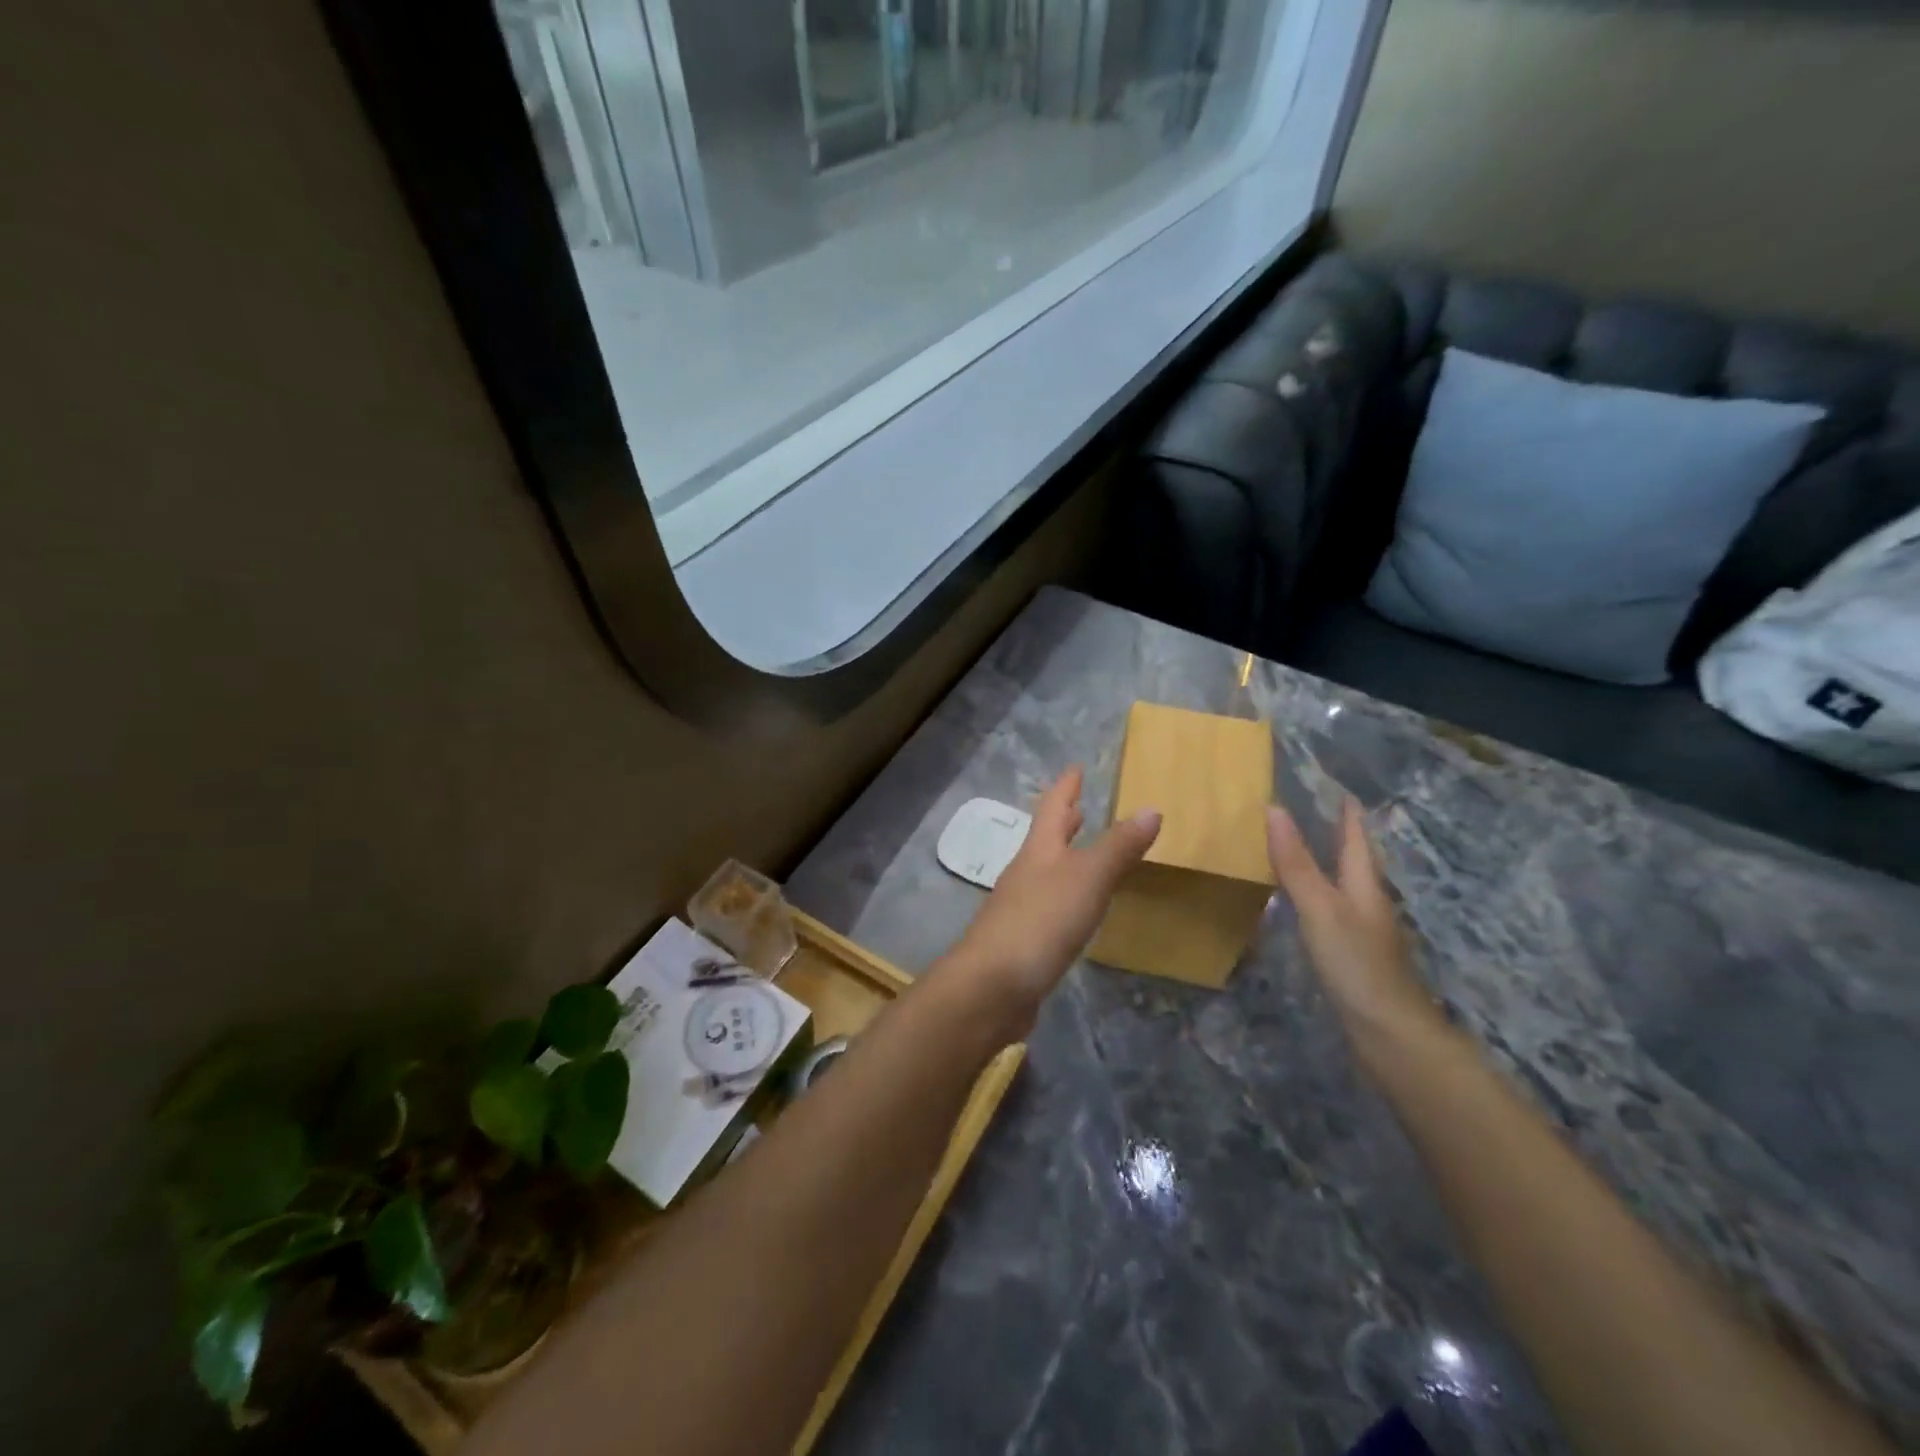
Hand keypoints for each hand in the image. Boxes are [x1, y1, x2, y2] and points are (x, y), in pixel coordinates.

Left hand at [937, 766, 1160, 1031]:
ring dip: (1065, 858)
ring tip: (1084, 854)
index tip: (1074, 768)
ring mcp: (1020, 908)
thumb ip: (1118, 847)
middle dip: (1063, 822)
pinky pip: (1049, 907)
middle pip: (1046, 839)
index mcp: (1039, 851)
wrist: (992, 986)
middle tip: (1079, 806)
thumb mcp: (1087, 878)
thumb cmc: (1040, 921)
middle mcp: (1026, 873)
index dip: (1065, 787)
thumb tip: (1151, 809)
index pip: (1053, 808)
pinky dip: (1065, 897)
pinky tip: (1076, 911)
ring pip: (1046, 873)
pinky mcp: (1023, 942)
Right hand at [1267, 798, 1438, 1043]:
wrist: (1390, 1034)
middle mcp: (1368, 903)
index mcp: (1364, 885)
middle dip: (1338, 836)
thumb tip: (1274, 808)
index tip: (1337, 787)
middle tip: (1314, 812)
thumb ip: (1296, 863)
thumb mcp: (1320, 908)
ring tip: (1300, 850)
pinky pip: (1333, 912)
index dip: (1348, 813)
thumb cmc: (1356, 963)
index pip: (1356, 838)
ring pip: (1344, 887)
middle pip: (1354, 861)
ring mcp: (1363, 932)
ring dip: (1326, 865)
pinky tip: (1302, 906)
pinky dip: (1317, 897)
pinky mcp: (1354, 957)